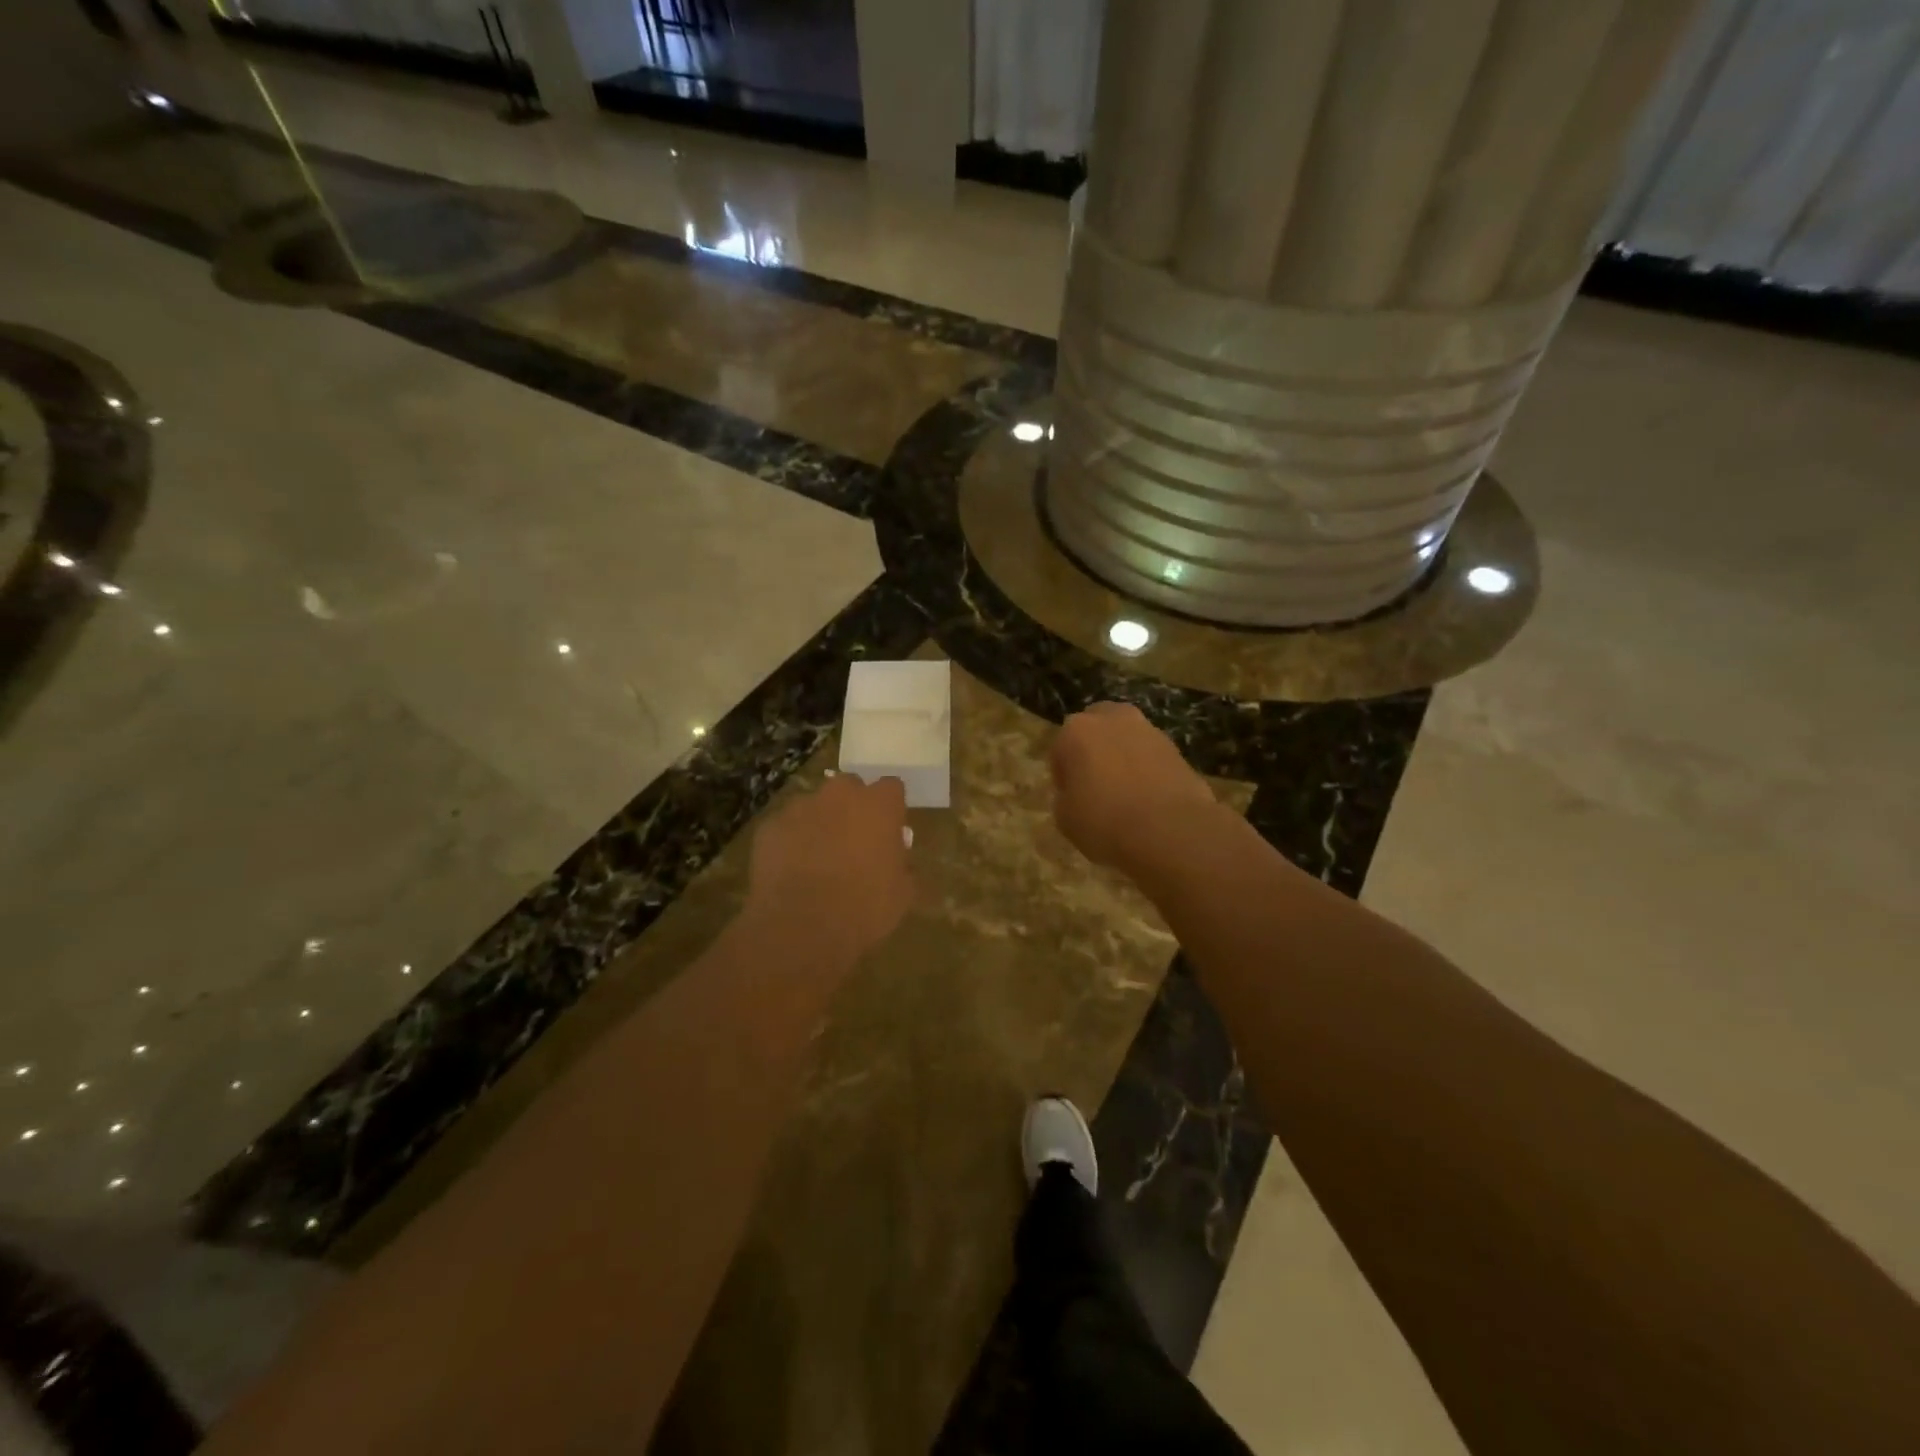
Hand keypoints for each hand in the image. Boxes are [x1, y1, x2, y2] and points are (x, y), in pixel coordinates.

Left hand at [744, 773, 913, 965]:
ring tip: (817, 859)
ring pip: (814, 806)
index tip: (889, 830)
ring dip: (819, 823)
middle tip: (853, 841)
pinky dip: (790, 842)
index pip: (891, 787)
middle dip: (852, 807)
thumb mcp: (902, 893)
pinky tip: (791, 871)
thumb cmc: (864, 909)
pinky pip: (785, 827)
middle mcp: (839, 795)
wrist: (802, 927)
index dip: (890, 808)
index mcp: (879, 805)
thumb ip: (902, 865)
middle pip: (849, 787)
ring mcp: (800, 807)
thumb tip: (896, 859)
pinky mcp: (770, 826)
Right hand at [1050, 703, 1215, 869]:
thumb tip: (1076, 792)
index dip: (1064, 775)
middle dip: (1094, 750)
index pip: (1060, 749)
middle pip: (1096, 729)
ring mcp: (1148, 730)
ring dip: (1122, 756)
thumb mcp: (1065, 819)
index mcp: (1076, 731)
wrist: (1170, 831)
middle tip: (1096, 785)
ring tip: (1125, 792)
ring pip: (1126, 738)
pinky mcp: (1176, 747)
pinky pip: (1151, 754)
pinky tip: (1148, 796)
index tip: (1070, 797)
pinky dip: (1147, 768)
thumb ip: (1065, 796)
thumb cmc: (1105, 822)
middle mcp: (1112, 719)